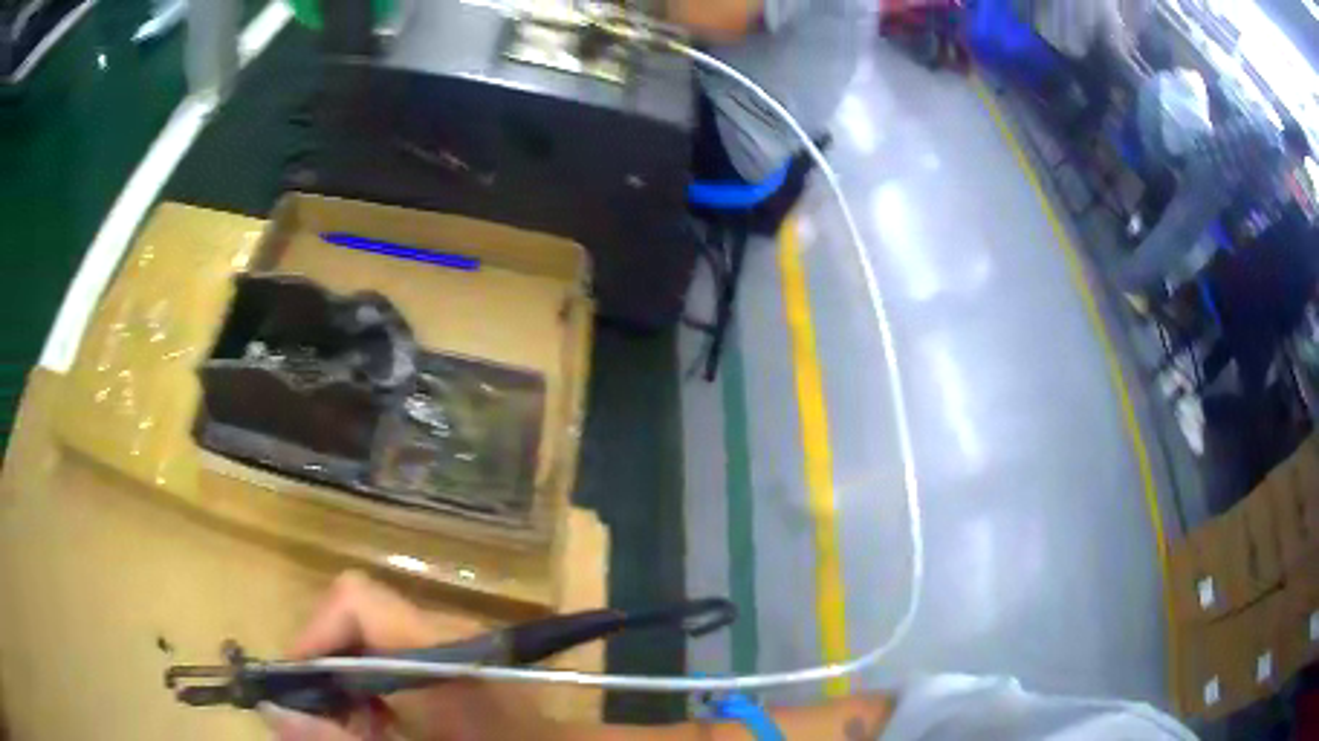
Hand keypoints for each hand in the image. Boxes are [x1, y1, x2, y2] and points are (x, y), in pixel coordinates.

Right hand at [264, 571, 560, 740]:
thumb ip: (338, 738)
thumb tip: (271, 711)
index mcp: (437, 649)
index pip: (355, 600)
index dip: (315, 635)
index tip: (300, 687)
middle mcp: (446, 632)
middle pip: (358, 619)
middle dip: (329, 668)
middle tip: (328, 720)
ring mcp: (459, 642)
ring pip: (374, 640)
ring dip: (352, 684)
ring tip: (361, 730)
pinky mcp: (463, 658)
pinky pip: (400, 656)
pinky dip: (379, 690)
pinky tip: (387, 728)